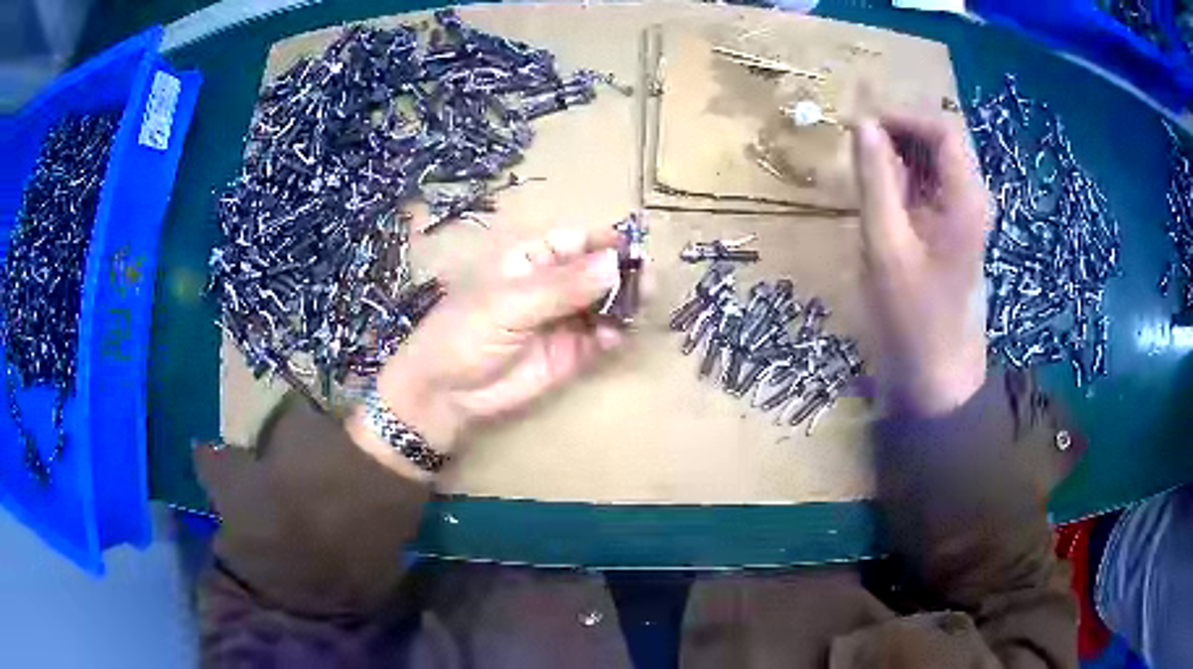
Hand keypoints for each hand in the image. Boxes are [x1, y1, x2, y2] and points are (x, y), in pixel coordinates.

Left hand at [357, 228, 625, 459]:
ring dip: (625, 304)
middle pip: (599, 271)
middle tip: (648, 282)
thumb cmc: (464, 334)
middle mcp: (553, 284)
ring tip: (640, 308)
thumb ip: (562, 286)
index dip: (607, 242)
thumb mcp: (508, 304)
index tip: (635, 250)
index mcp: (531, 258)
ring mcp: (564, 319)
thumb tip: (614, 262)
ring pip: (606, 304)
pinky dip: (614, 335)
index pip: (578, 240)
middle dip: (624, 274)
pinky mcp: (571, 353)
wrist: (447, 394)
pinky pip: (602, 338)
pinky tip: (613, 338)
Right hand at [852, 111, 990, 415]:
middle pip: (939, 141)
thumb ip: (875, 179)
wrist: (937, 375)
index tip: (861, 126)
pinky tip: (879, 195)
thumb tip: (862, 124)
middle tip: (856, 146)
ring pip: (932, 162)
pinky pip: (929, 187)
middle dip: (898, 133)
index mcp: (965, 198)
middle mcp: (971, 198)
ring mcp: (963, 215)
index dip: (902, 117)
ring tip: (862, 169)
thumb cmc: (912, 316)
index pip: (942, 129)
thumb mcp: (886, 244)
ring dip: (898, 155)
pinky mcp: (951, 230)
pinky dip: (902, 179)